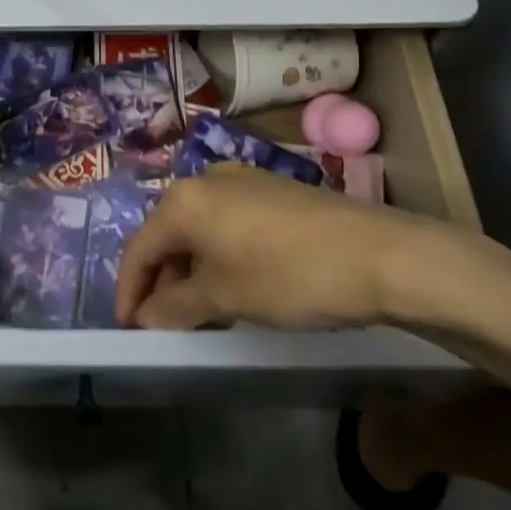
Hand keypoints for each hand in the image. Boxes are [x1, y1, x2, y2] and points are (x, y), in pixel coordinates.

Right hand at [115, 164, 483, 330]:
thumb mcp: (224, 298)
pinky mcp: (274, 191)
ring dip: (192, 270)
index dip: (129, 291)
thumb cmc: (288, 275)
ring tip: (202, 311)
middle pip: (167, 234)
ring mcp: (243, 180)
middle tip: (165, 323)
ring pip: (200, 230)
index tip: (129, 329)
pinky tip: (238, 284)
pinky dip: (221, 256)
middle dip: (161, 280)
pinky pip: (229, 224)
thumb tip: (144, 316)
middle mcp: (206, 180)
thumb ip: (174, 307)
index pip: (139, 248)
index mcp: (183, 200)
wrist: (381, 255)